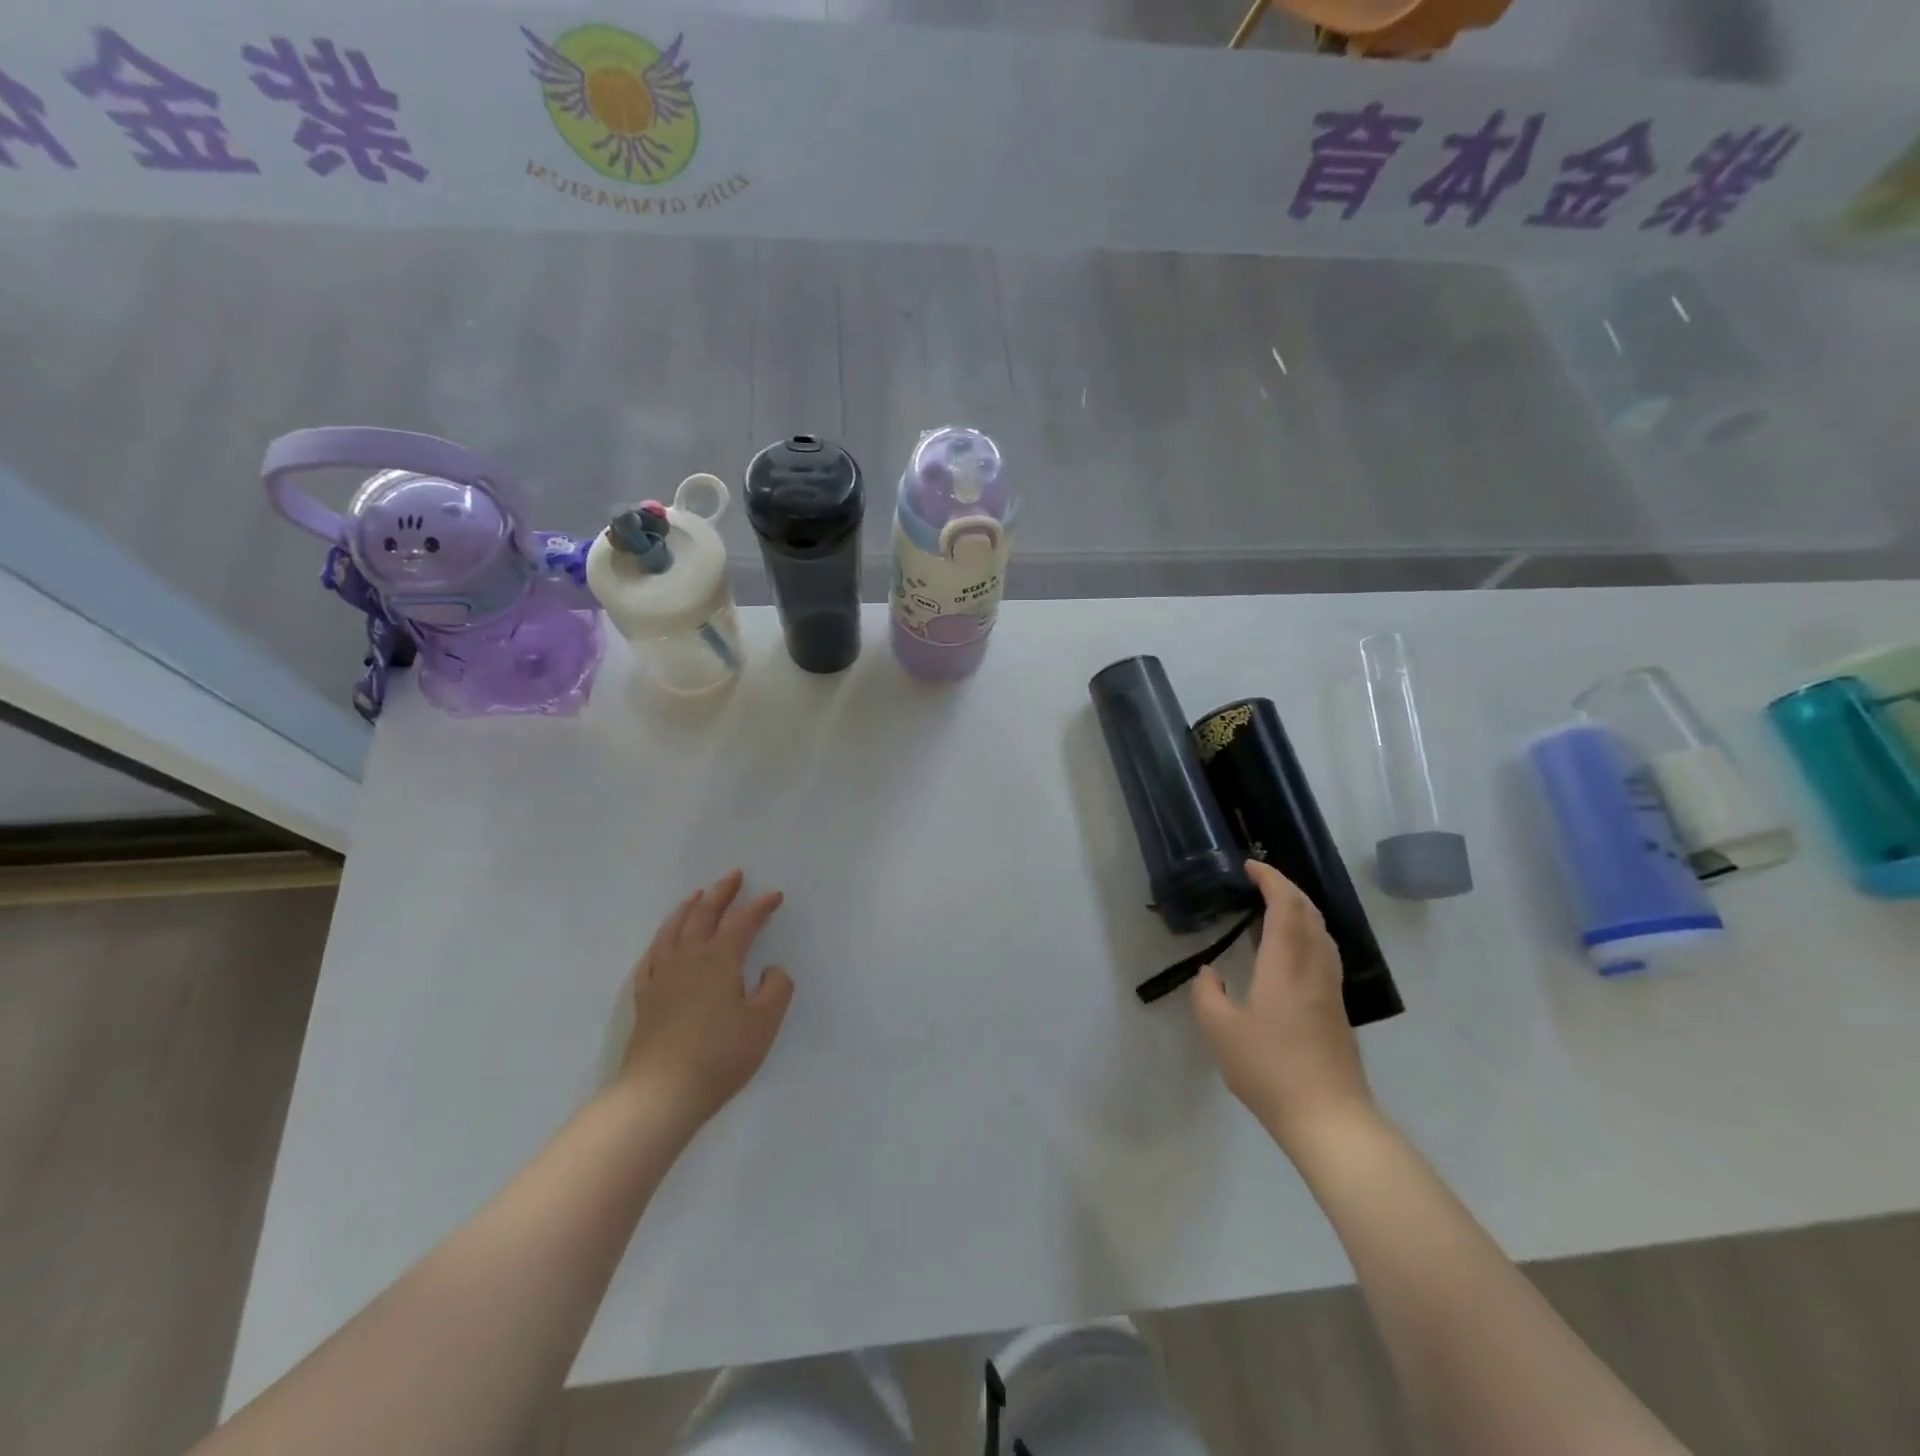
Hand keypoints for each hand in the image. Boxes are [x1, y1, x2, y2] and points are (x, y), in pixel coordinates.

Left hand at [619, 870, 793, 1129]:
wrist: (660, 1093)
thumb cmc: (720, 1055)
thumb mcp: (764, 1023)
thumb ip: (776, 989)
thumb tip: (772, 970)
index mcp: (720, 959)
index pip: (743, 922)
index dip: (760, 906)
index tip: (774, 895)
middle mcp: (689, 958)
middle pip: (703, 915)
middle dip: (721, 893)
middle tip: (733, 876)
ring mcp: (662, 976)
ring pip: (674, 929)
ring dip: (688, 908)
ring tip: (698, 895)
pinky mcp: (645, 997)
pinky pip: (652, 955)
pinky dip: (662, 938)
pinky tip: (664, 940)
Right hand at [1192, 859, 1374, 1149]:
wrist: (1329, 1118)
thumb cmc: (1269, 1069)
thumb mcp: (1220, 1031)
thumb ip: (1207, 994)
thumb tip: (1210, 973)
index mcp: (1285, 965)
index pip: (1286, 906)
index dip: (1271, 880)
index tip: (1250, 867)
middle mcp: (1313, 968)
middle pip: (1310, 913)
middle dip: (1287, 888)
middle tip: (1260, 881)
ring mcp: (1330, 989)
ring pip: (1322, 933)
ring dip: (1301, 910)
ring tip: (1275, 909)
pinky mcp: (1337, 1010)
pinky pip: (1324, 953)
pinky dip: (1307, 934)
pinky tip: (1291, 951)